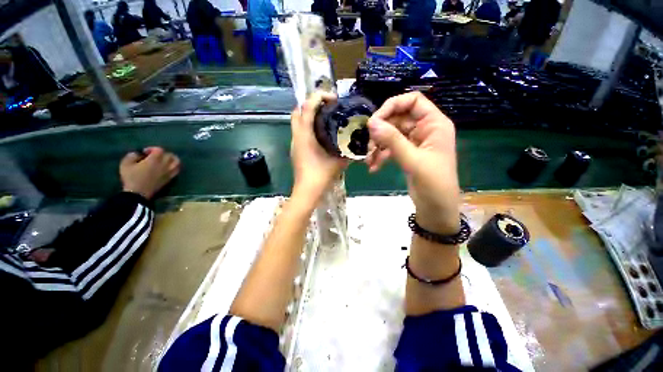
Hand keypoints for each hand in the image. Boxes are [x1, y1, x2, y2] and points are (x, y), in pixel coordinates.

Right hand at [120, 147, 180, 199]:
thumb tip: (137, 153)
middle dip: (162, 153)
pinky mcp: (170, 178)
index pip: (159, 150)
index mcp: (155, 159)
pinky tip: (168, 167)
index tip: (145, 152)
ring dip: (172, 159)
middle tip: (154, 156)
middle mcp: (164, 164)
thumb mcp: (126, 164)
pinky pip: (177, 170)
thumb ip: (132, 155)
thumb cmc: (132, 178)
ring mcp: (169, 172)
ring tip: (164, 160)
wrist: (139, 193)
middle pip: (170, 155)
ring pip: (177, 162)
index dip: (152, 148)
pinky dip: (174, 166)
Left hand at [290, 92, 347, 203]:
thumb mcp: (338, 162)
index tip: (333, 99)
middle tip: (327, 106)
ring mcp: (295, 143)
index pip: (306, 107)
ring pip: (297, 121)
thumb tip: (358, 143)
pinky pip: (299, 131)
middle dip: (311, 104)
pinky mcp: (296, 150)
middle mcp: (296, 136)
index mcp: (305, 135)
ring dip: (309, 115)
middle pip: (297, 111)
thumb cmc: (321, 175)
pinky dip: (308, 126)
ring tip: (325, 117)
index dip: (318, 97)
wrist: (307, 191)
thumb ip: (348, 151)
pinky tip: (321, 133)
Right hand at [367, 92, 459, 233]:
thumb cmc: (433, 184)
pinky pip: (390, 148)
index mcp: (434, 124)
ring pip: (391, 134)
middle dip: (381, 131)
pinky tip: (373, 167)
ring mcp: (414, 142)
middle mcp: (424, 129)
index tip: (374, 121)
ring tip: (369, 160)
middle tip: (368, 145)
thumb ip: (392, 140)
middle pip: (397, 118)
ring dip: (377, 146)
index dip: (392, 106)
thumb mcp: (413, 160)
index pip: (413, 101)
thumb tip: (371, 123)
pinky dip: (380, 156)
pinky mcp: (406, 154)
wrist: (436, 209)